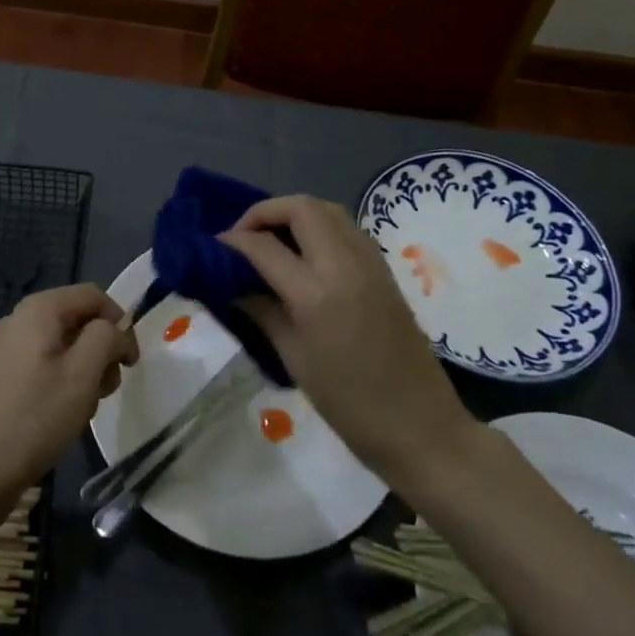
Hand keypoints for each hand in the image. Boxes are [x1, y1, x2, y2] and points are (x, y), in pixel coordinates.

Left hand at [0, 284, 136, 531]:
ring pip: (62, 348)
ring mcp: (5, 350)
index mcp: (39, 309)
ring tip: (82, 410)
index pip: (93, 296)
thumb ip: (106, 338)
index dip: (119, 322)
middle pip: (77, 321)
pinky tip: (60, 419)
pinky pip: (42, 368)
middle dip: (101, 351)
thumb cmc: (33, 418)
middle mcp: (19, 320)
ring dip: (83, 373)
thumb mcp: (82, 374)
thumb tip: (113, 328)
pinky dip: (61, 386)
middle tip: (107, 390)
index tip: (131, 363)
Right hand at [218, 195, 477, 491]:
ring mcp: (370, 262)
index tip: (212, 248)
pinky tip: (303, 256)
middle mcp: (345, 264)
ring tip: (269, 242)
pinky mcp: (384, 270)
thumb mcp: (294, 356)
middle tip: (243, 238)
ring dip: (293, 215)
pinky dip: (317, 227)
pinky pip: (345, 229)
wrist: (421, 427)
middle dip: (264, 213)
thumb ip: (261, 309)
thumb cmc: (349, 404)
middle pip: (300, 208)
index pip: (263, 246)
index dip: (232, 241)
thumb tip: (230, 281)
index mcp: (317, 293)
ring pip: (327, 210)